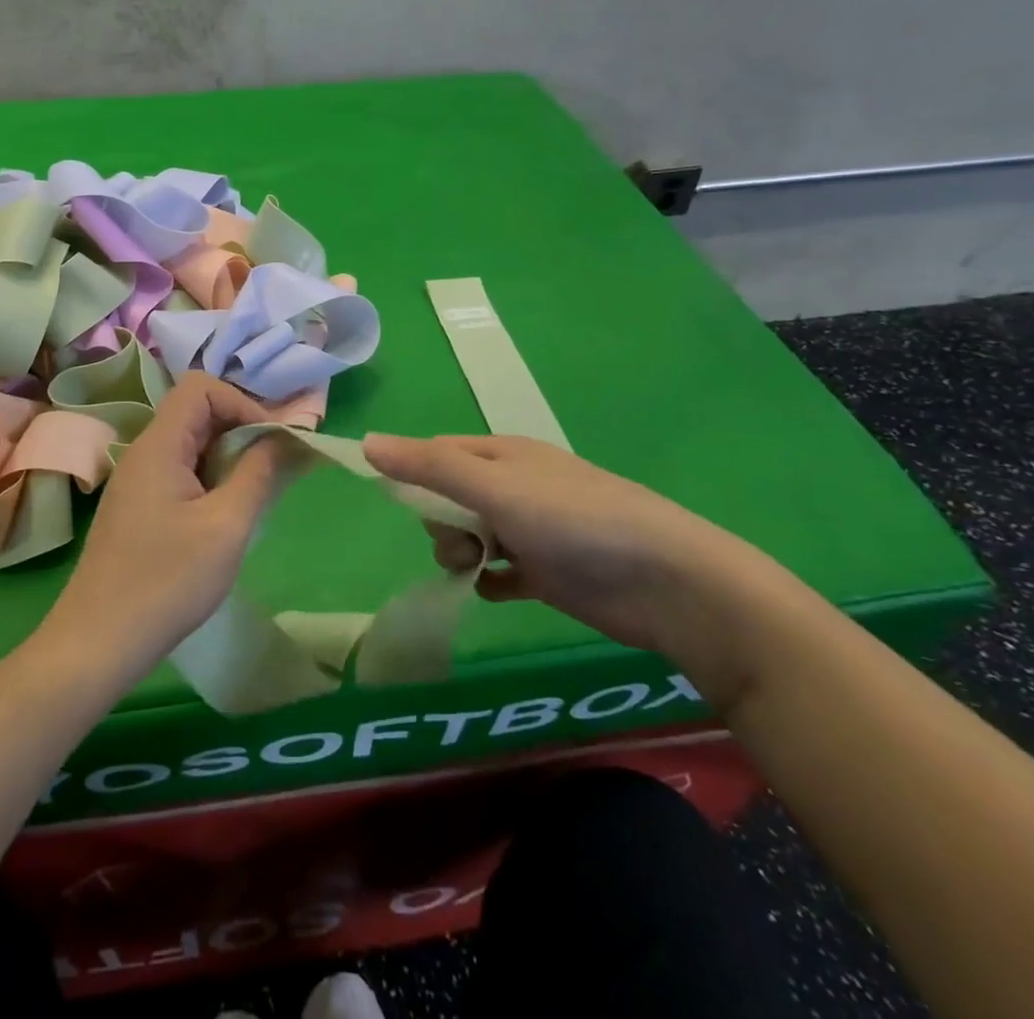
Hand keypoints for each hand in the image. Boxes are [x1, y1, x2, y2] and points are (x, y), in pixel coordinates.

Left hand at [42, 375, 289, 680]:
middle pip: (197, 413)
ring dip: (228, 459)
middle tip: (273, 470)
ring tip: (254, 496)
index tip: (271, 444)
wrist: (98, 643)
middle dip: (241, 431)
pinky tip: (225, 517)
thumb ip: (259, 473)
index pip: (202, 389)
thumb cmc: (167, 582)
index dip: (243, 404)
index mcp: (159, 445)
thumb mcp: (227, 526)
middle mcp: (144, 453)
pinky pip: (181, 472)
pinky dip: (211, 480)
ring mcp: (138, 481)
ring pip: (191, 445)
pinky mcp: (138, 507)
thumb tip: (285, 438)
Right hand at [362, 433, 753, 658]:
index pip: (438, 454)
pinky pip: (500, 571)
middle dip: (441, 522)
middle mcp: (515, 486)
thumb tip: (366, 442)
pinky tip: (499, 590)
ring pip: (471, 535)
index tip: (400, 504)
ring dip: (462, 553)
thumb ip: (430, 467)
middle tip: (460, 543)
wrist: (667, 584)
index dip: (414, 475)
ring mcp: (532, 529)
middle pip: (450, 498)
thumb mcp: (495, 487)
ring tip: (479, 570)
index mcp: (503, 454)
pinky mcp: (548, 572)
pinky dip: (491, 580)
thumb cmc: (574, 521)